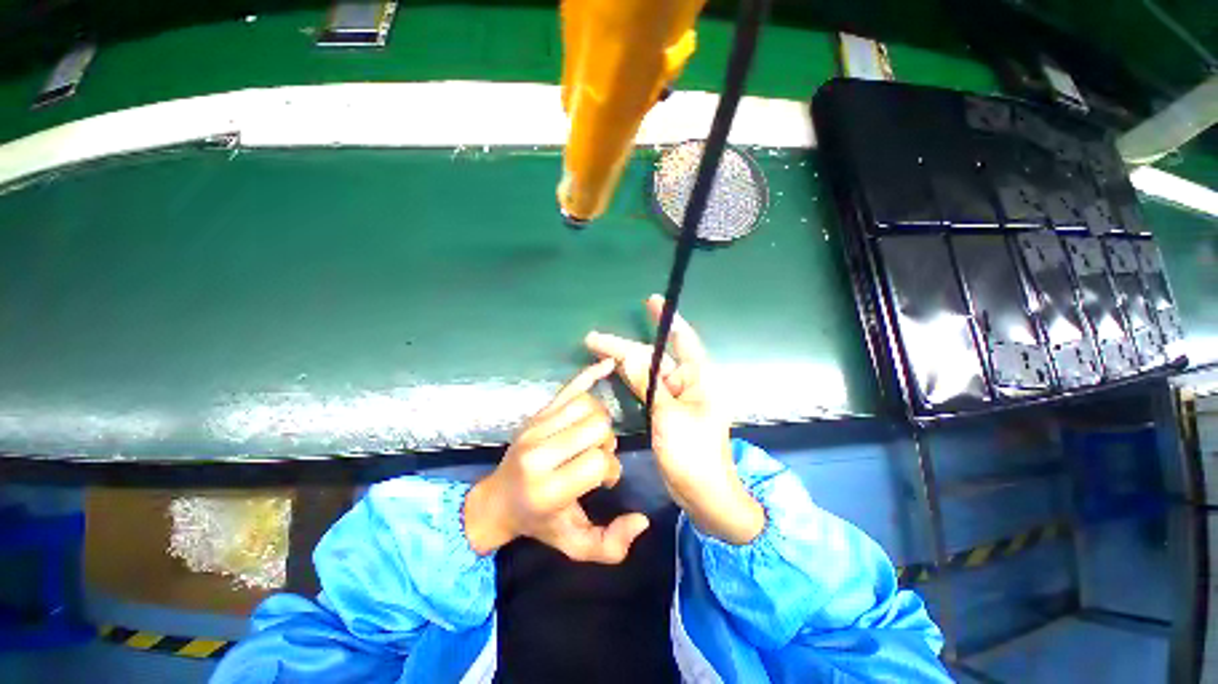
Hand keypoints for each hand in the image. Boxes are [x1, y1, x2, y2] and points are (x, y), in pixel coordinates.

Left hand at [463, 359, 649, 562]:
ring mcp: (536, 427)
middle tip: (598, 456)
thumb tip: (642, 520)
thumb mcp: (573, 546)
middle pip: (596, 426)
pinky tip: (607, 365)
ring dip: (600, 420)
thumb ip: (610, 545)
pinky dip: (589, 375)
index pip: (597, 460)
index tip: (603, 481)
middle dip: (607, 442)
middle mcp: (540, 452)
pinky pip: (568, 387)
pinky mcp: (537, 414)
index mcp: (548, 488)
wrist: (496, 501)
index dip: (610, 469)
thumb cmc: (539, 522)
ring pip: (587, 405)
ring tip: (592, 437)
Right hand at [585, 296, 763, 544]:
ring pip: (646, 371)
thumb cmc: (693, 455)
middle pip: (654, 356)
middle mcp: (687, 382)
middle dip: (625, 346)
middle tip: (593, 339)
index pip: (684, 340)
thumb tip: (628, 357)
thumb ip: (648, 385)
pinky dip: (629, 379)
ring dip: (623, 361)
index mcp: (699, 378)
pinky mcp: (664, 410)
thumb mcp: (669, 417)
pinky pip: (645, 388)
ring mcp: (674, 397)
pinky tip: (612, 371)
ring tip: (596, 350)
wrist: (702, 493)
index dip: (667, 319)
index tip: (652, 301)